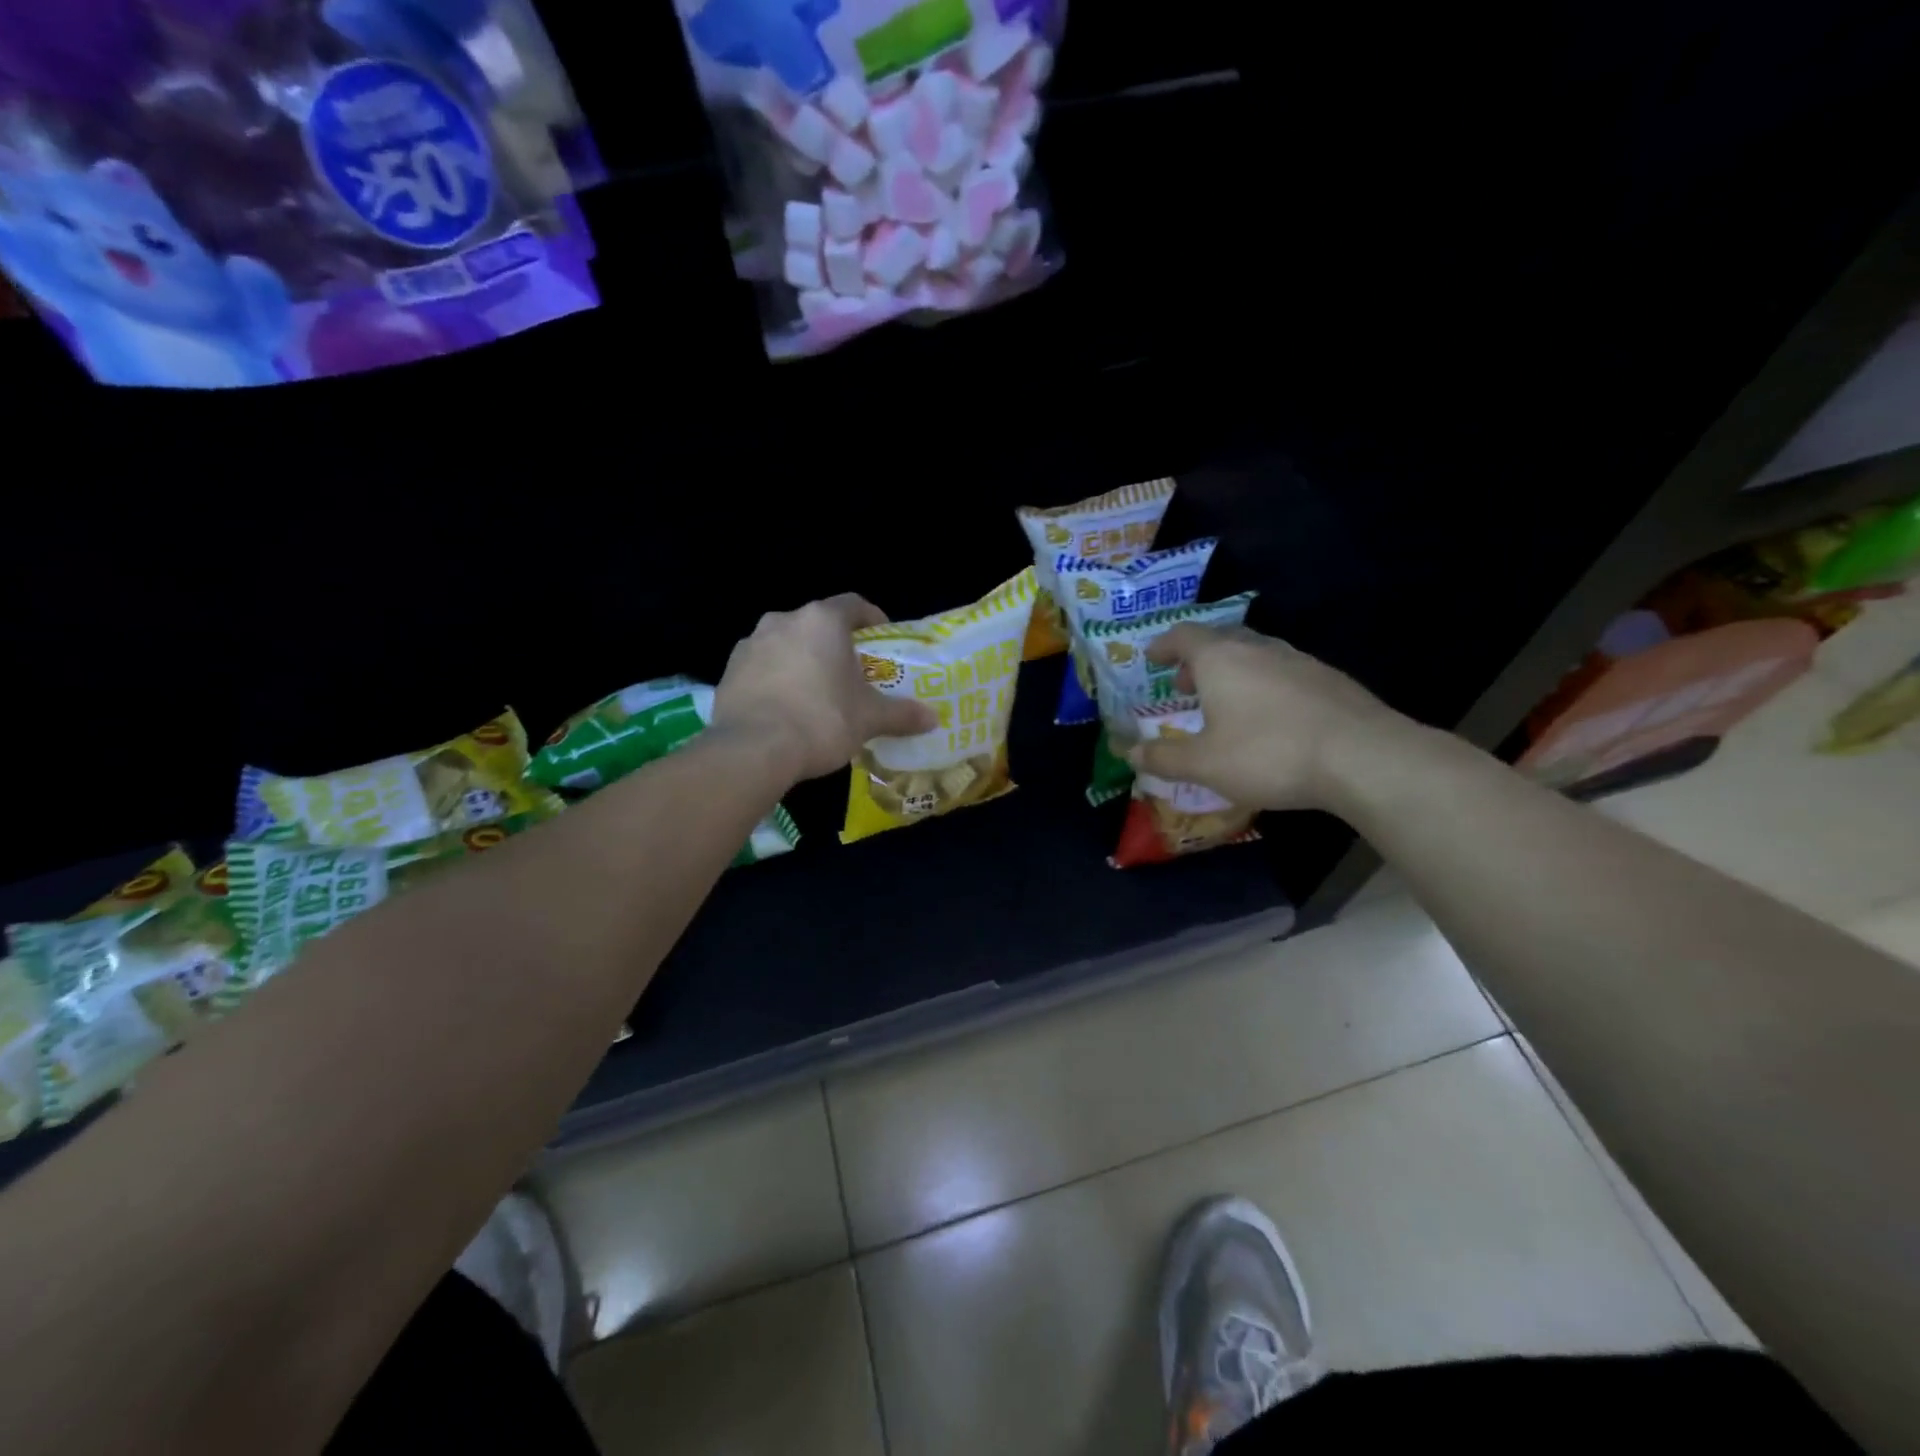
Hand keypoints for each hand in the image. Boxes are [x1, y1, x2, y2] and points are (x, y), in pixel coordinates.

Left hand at [713, 594, 938, 782]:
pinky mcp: (729, 670)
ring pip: (787, 644)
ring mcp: (751, 643)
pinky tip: (786, 708)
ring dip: (803, 660)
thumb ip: (902, 714)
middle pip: (818, 624)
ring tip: (817, 693)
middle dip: (836, 644)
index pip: (854, 605)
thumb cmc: (822, 721)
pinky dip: (777, 678)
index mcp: (822, 621)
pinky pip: (762, 667)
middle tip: (852, 673)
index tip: (882, 639)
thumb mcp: (869, 719)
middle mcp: (784, 620)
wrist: (753, 749)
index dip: (872, 619)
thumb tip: (933, 719)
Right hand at [1127, 624, 1420, 811]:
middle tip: (1185, 685)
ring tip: (1225, 704)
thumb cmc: (1268, 754)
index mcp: (1221, 658)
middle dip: (1197, 660)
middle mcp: (1258, 648)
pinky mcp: (1329, 680)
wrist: (1363, 757)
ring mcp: (1299, 661)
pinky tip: (1270, 718)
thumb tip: (1131, 752)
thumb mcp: (1204, 764)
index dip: (1164, 645)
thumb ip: (1164, 757)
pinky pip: (1283, 673)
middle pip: (1220, 639)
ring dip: (1232, 673)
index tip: (1152, 658)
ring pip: (1255, 655)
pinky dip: (1263, 686)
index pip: (1183, 635)